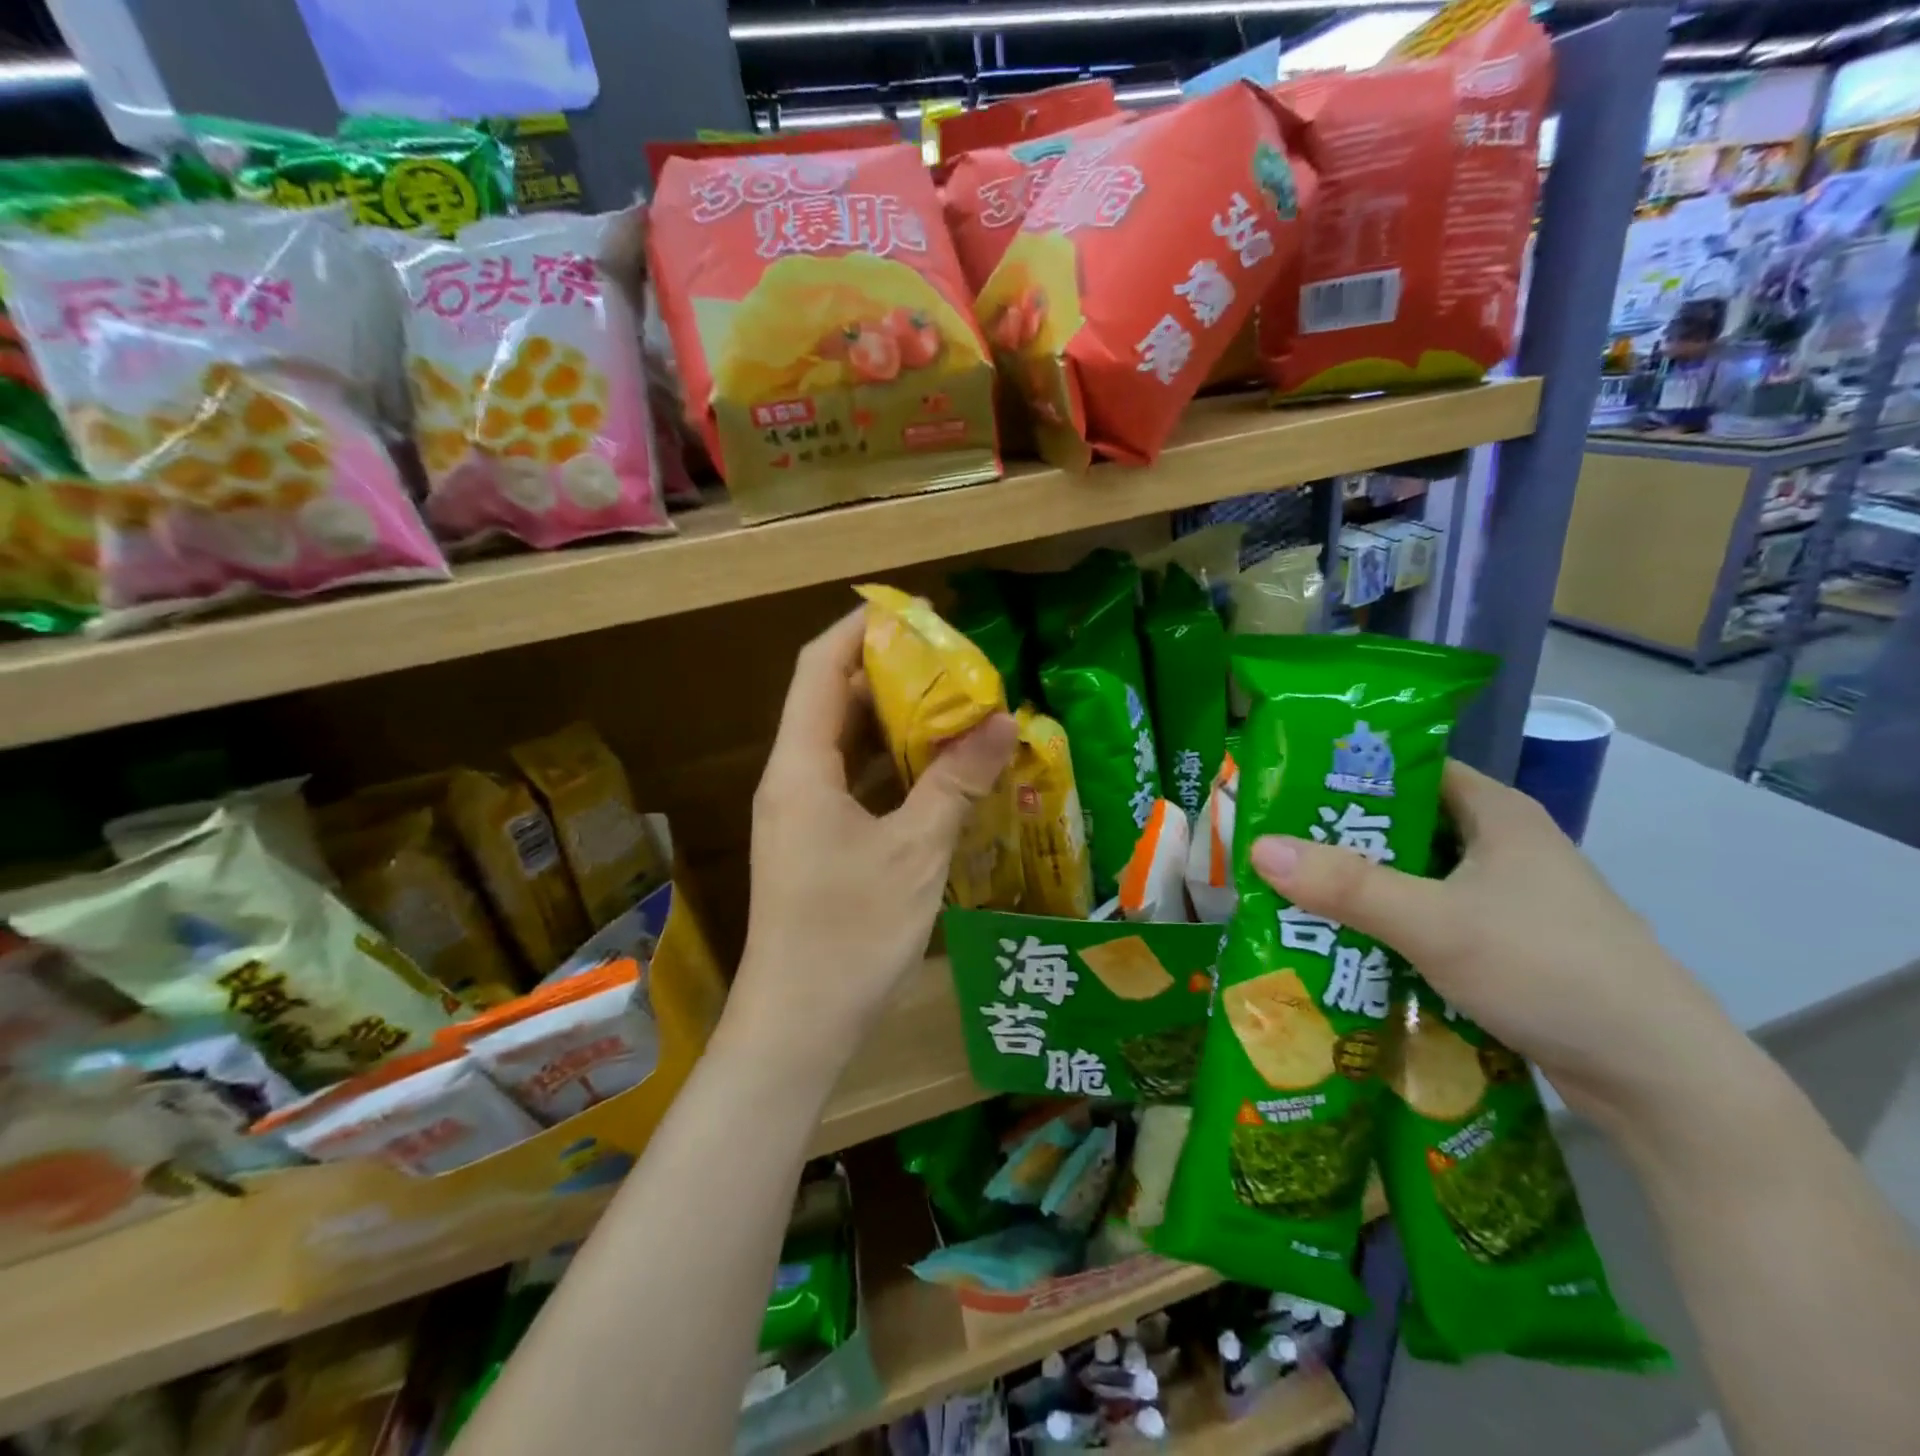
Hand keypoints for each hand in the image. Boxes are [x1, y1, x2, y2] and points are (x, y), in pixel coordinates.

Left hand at [729, 610, 1016, 1073]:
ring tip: (954, 707)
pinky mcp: (816, 844)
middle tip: (951, 663)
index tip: (914, 613)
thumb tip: (1000, 720)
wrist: (798, 1026)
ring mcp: (802, 814)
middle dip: (888, 674)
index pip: (819, 669)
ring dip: (894, 723)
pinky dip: (892, 768)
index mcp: (801, 767)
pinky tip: (938, 772)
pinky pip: (854, 784)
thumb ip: (955, 781)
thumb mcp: (914, 852)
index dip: (860, 630)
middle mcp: (793, 780)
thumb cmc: (850, 934)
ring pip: (846, 746)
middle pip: (832, 701)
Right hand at [1248, 761, 1739, 1126]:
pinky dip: (1387, 923)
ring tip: (1291, 893)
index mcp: (1495, 812)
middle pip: (1402, 824)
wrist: (1662, 1081)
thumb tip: (1258, 847)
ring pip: (1413, 875)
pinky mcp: (1506, 943)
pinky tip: (1344, 941)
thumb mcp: (1437, 924)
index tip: (1283, 788)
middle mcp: (1501, 844)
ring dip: (1359, 886)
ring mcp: (1506, 897)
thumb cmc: (1551, 972)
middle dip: (1338, 837)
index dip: (1345, 771)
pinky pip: (1428, 916)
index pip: (1407, 767)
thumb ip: (1348, 886)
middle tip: (1272, 847)